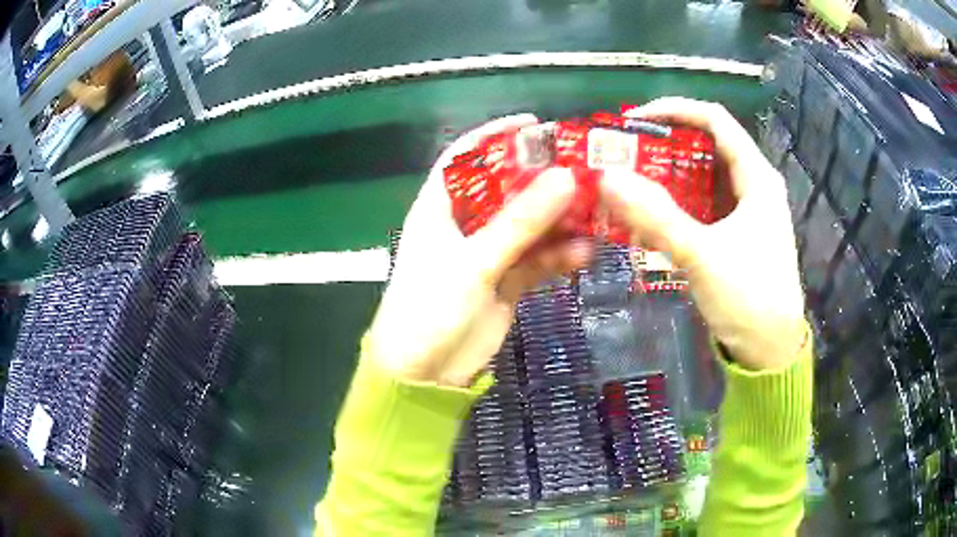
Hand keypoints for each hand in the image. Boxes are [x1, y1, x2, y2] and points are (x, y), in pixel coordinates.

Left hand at [367, 115, 591, 386]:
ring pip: (530, 226)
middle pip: (507, 189)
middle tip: (583, 168)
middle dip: (542, 179)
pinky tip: (584, 255)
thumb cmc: (430, 310)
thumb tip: (564, 178)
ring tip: (596, 213)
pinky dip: (560, 257)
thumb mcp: (473, 262)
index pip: (465, 159)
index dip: (495, 137)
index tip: (534, 124)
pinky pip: (539, 260)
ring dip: (560, 221)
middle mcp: (465, 225)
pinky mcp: (508, 281)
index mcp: (440, 209)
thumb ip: (519, 223)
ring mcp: (489, 254)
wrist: (425, 375)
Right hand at [601, 97, 805, 370]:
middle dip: (664, 145)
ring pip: (703, 177)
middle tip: (625, 153)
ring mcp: (746, 211)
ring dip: (667, 177)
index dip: (675, 110)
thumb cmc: (749, 299)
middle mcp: (754, 185)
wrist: (769, 352)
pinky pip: (703, 206)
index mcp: (757, 177)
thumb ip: (656, 217)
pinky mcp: (737, 233)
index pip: (715, 120)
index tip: (634, 120)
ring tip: (630, 183)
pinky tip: (651, 219)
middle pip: (707, 146)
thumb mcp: (703, 255)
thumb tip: (608, 179)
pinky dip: (676, 206)